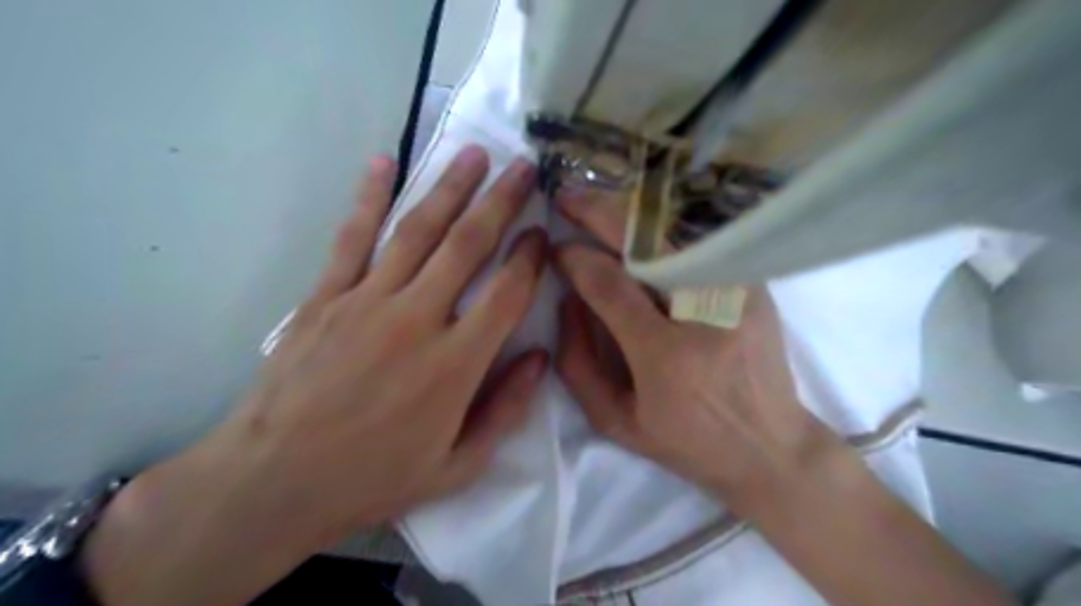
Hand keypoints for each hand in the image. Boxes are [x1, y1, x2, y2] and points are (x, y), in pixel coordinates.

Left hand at [81, 144, 550, 605]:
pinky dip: (369, 197)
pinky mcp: (325, 297)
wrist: (272, 483)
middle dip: (501, 202)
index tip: (543, 232)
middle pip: (468, 246)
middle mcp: (416, 320)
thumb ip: (505, 409)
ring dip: (449, 188)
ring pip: (417, 231)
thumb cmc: (372, 478)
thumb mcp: (457, 466)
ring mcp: (366, 302)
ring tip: (474, 154)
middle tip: (524, 167)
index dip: (530, 258)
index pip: (507, 294)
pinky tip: (383, 162)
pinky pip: (351, 238)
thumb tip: (540, 357)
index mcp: (455, 365)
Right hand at [549, 188, 834, 505]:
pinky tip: (639, 224)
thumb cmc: (686, 441)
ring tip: (597, 204)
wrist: (770, 446)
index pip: (608, 283)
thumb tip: (566, 300)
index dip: (575, 258)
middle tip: (566, 198)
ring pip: (674, 229)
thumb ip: (577, 363)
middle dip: (597, 210)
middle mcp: (706, 313)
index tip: (556, 248)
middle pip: (645, 241)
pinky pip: (699, 239)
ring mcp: (738, 291)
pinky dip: (663, 225)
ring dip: (629, 211)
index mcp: (666, 356)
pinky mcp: (755, 284)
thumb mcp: (616, 420)